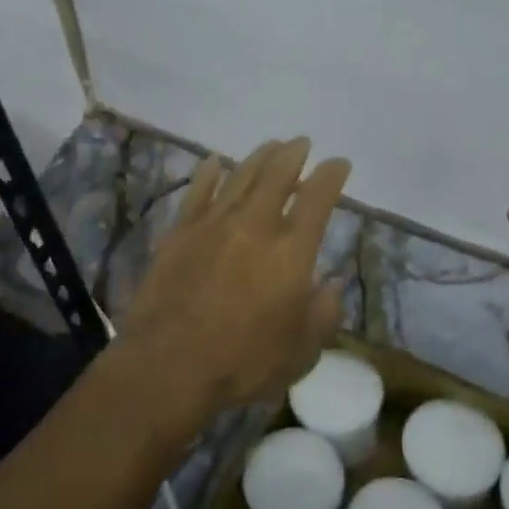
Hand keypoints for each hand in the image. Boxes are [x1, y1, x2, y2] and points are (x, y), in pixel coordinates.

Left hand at [116, 138, 350, 431]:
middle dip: (293, 154)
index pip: (317, 198)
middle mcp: (255, 226)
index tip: (339, 163)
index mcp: (291, 251)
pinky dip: (208, 173)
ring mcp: (213, 224)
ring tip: (271, 145)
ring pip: (240, 176)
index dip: (331, 175)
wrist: (169, 365)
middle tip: (301, 143)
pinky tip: (214, 161)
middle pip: (277, 175)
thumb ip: (324, 314)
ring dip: (258, 157)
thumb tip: (332, 285)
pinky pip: (198, 191)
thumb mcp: (302, 352)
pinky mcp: (180, 232)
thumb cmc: (244, 363)